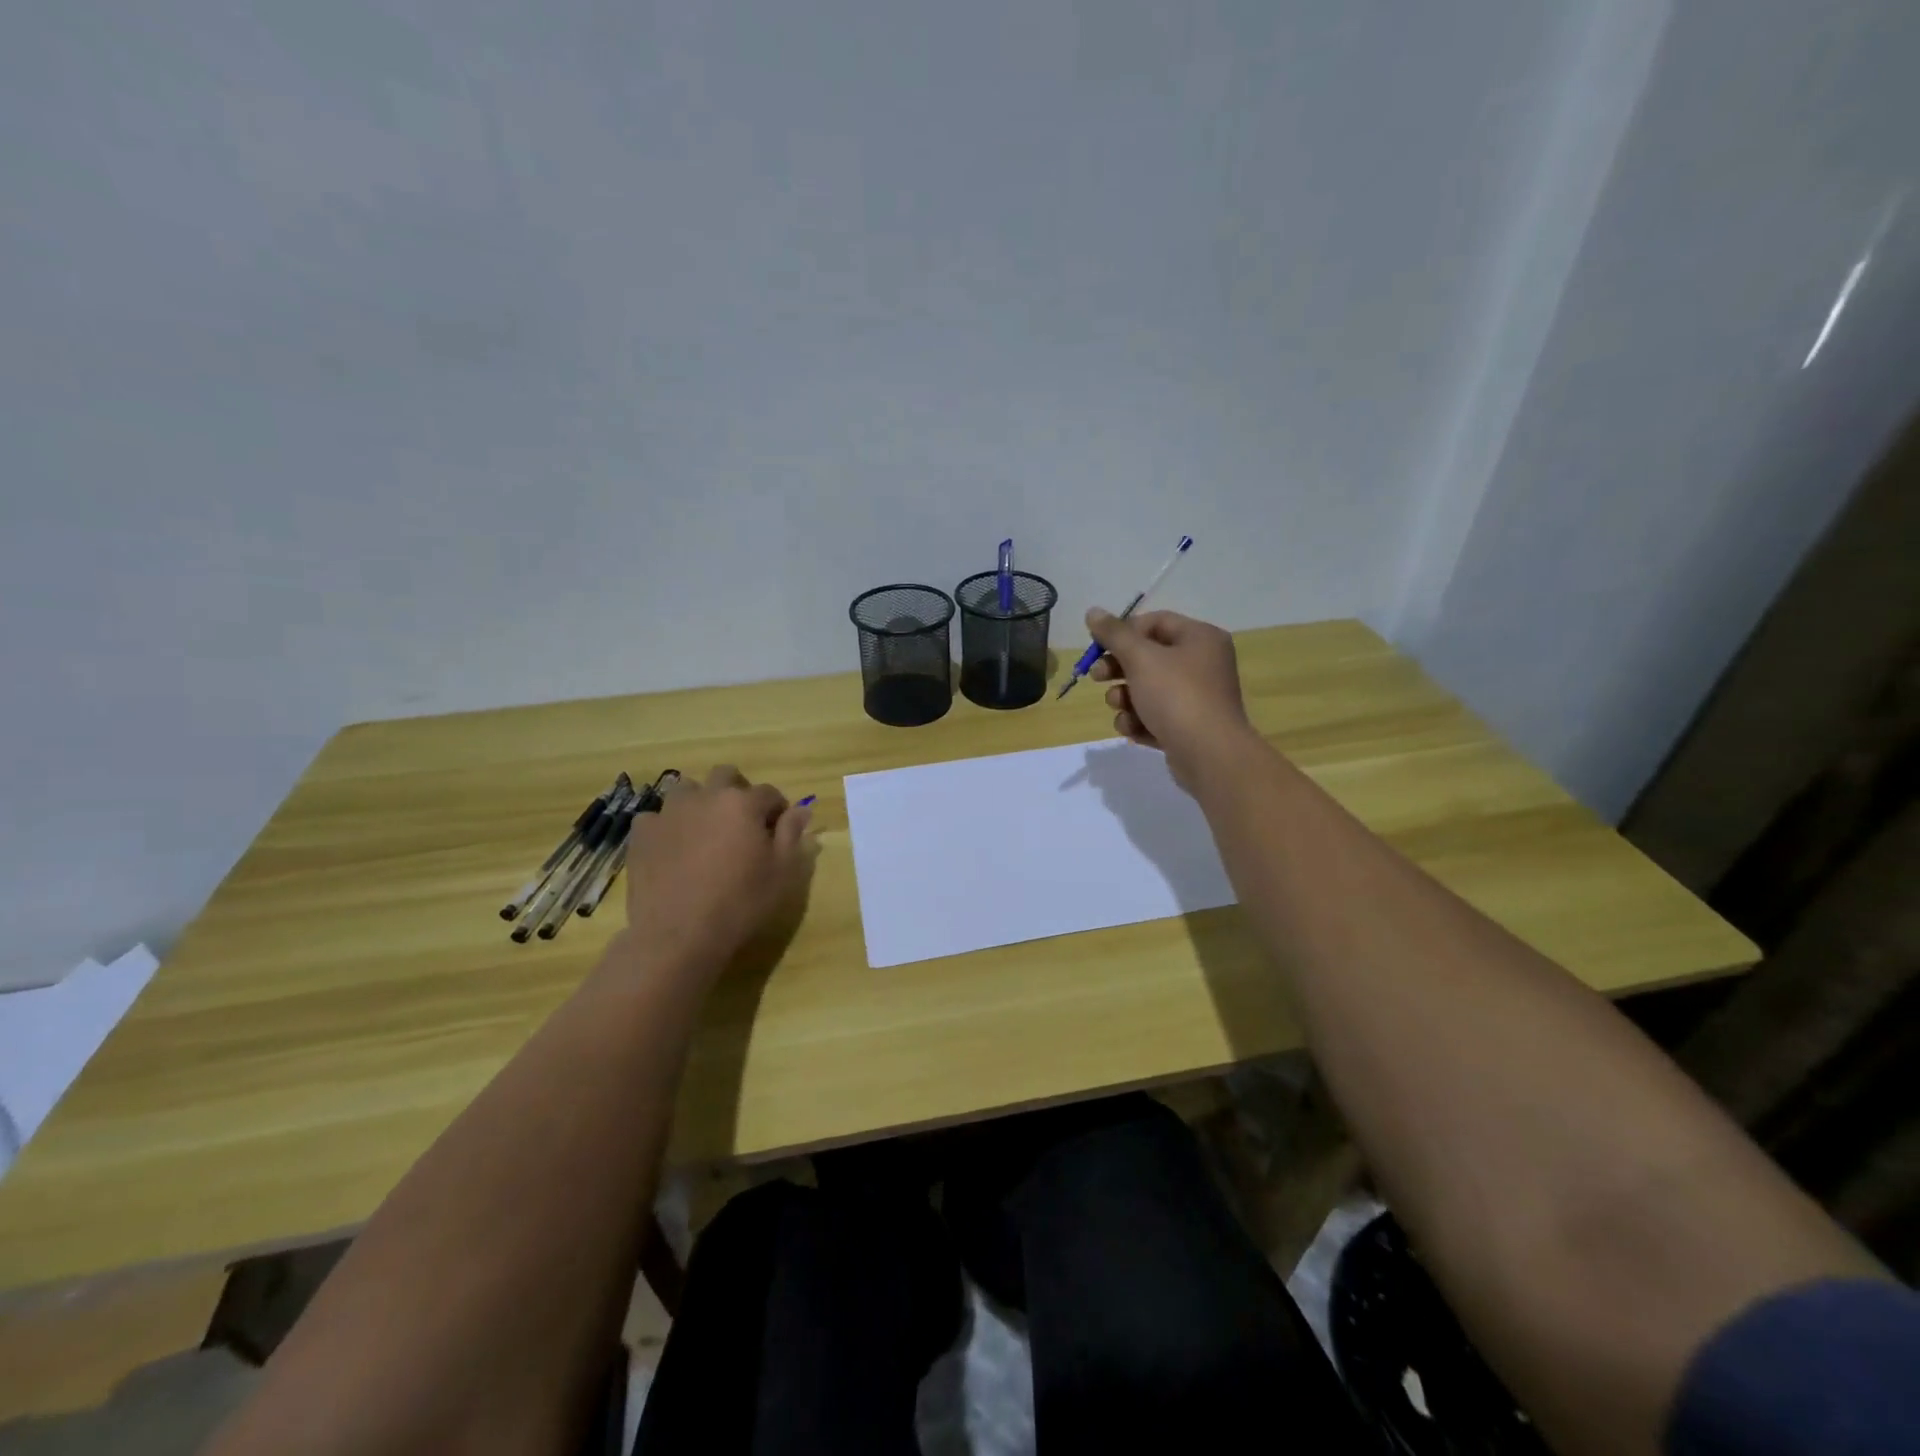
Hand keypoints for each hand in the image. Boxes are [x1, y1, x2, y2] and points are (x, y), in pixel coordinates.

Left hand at [622, 765, 813, 970]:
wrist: (677, 935)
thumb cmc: (740, 903)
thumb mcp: (781, 873)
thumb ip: (791, 834)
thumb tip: (802, 809)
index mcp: (743, 803)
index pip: (769, 793)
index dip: (777, 810)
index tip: (777, 831)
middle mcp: (705, 797)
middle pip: (725, 775)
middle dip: (737, 792)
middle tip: (741, 824)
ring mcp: (669, 812)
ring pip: (687, 790)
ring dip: (700, 802)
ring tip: (704, 832)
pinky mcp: (642, 833)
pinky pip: (656, 817)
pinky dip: (667, 826)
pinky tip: (672, 849)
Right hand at [1087, 607, 1256, 791]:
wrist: (1209, 755)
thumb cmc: (1176, 696)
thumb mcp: (1140, 658)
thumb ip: (1114, 634)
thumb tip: (1093, 611)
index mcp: (1200, 638)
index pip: (1155, 622)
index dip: (1123, 632)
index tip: (1097, 646)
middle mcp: (1202, 664)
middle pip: (1148, 657)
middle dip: (1118, 668)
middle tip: (1096, 677)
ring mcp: (1196, 698)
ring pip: (1147, 689)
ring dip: (1125, 698)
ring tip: (1120, 708)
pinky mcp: (1188, 727)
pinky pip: (1155, 716)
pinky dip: (1140, 721)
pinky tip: (1134, 730)